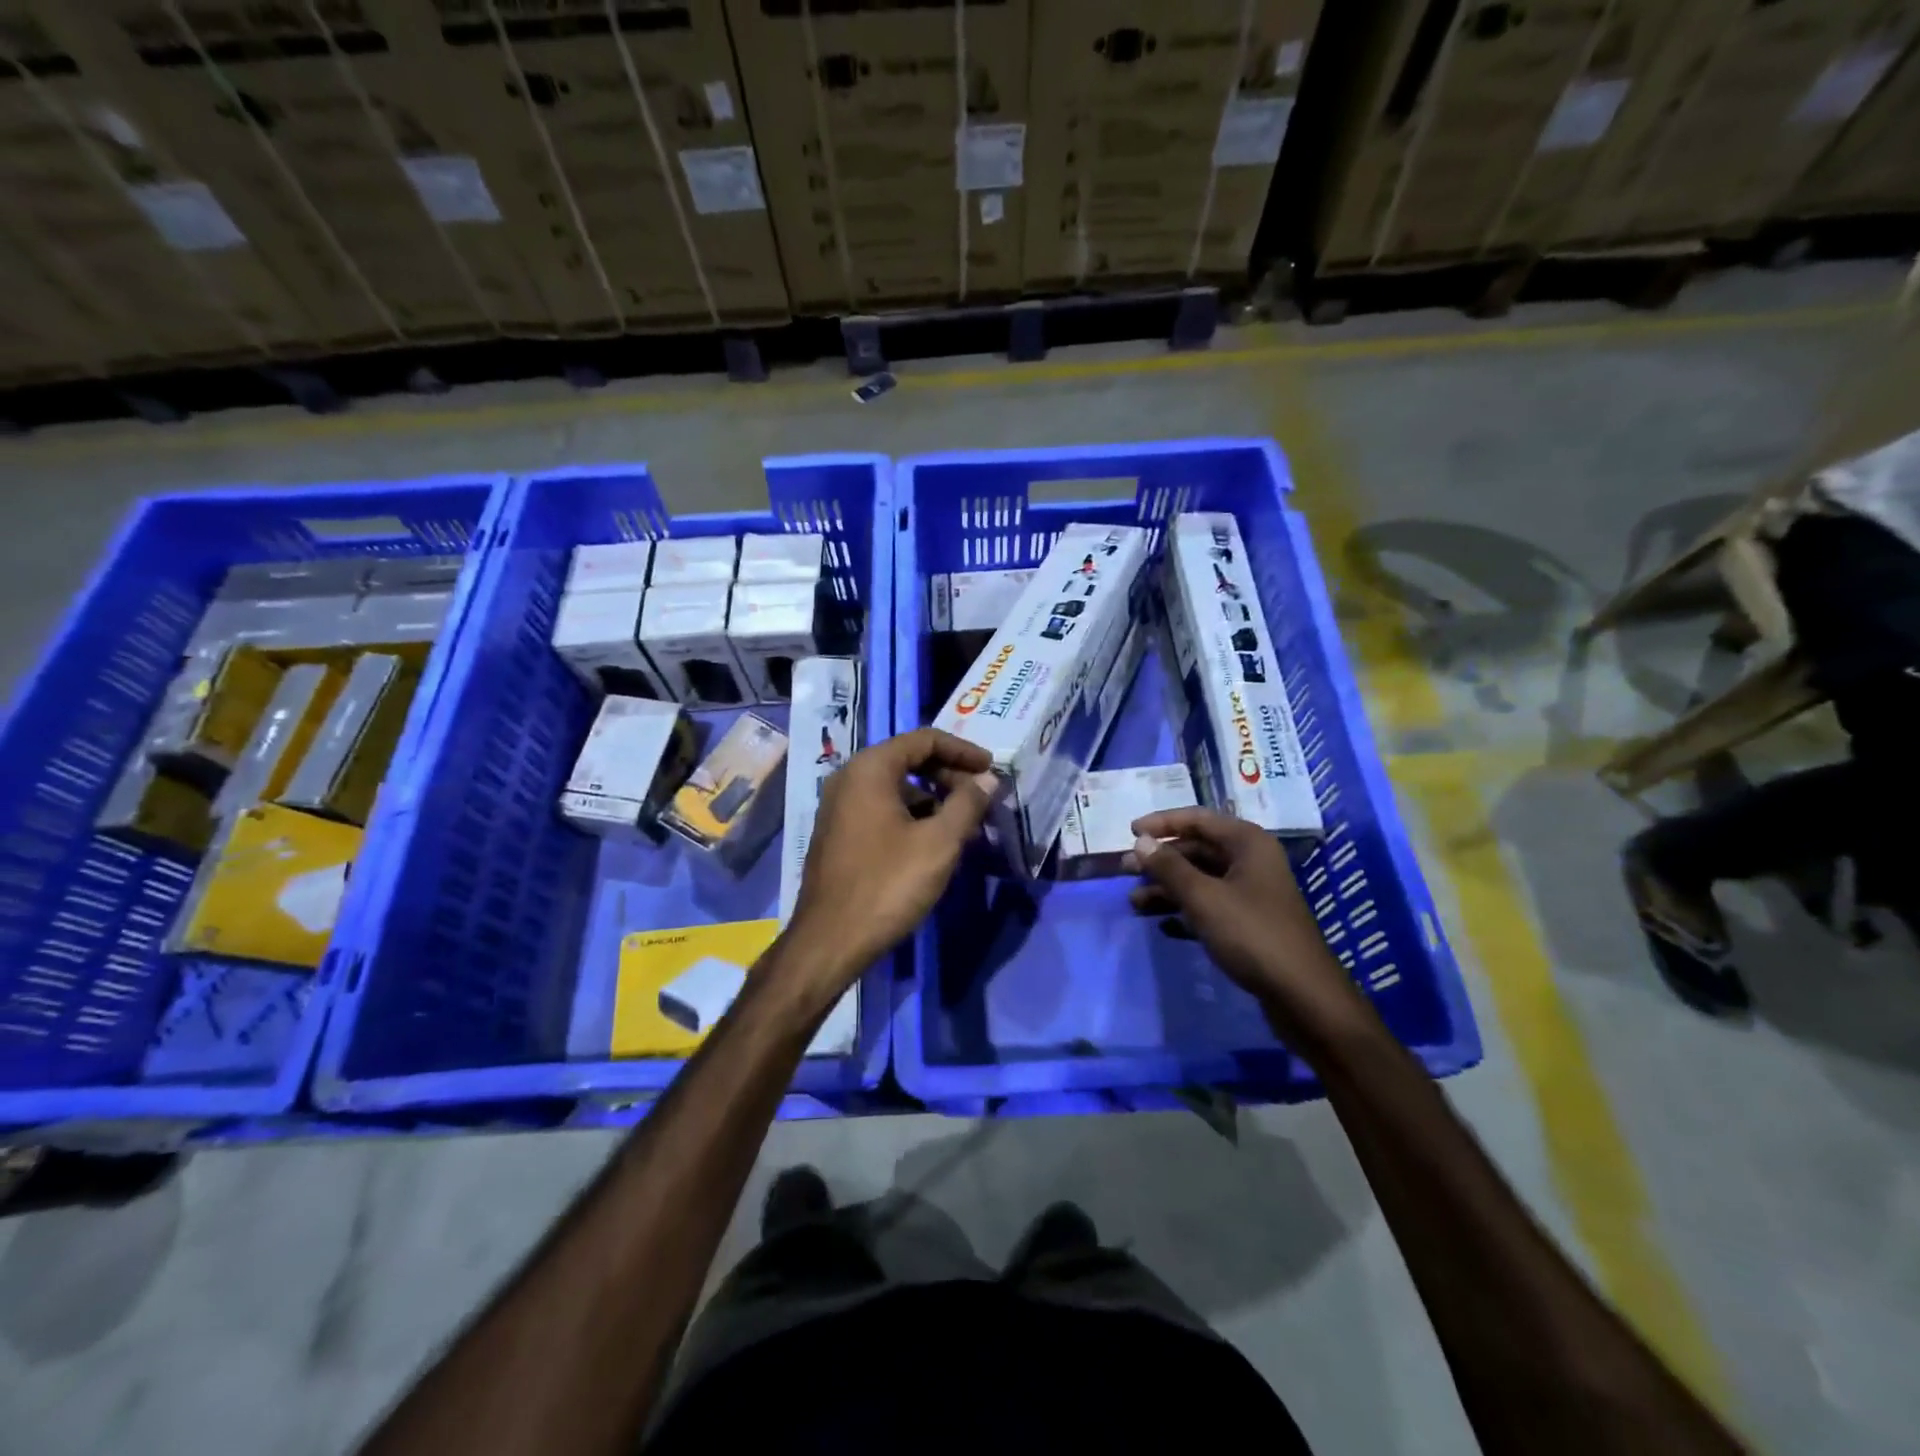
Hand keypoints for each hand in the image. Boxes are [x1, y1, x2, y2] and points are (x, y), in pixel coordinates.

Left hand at [786, 727, 995, 991]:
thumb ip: (967, 804)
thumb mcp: (939, 842)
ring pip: (896, 788)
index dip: (963, 750)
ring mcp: (839, 807)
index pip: (924, 739)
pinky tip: (933, 844)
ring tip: (963, 826)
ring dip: (933, 799)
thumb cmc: (887, 885)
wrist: (830, 941)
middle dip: (949, 776)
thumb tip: (987, 780)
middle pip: (908, 760)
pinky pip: (882, 810)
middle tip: (980, 799)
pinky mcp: (838, 834)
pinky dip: (912, 817)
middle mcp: (849, 778)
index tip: (991, 769)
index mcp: (870, 769)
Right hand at [1128, 807, 1373, 1054]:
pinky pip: (1209, 906)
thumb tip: (1140, 842)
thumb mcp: (1204, 898)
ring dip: (1167, 889)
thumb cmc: (1252, 935)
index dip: (1162, 823)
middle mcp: (1251, 861)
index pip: (1197, 819)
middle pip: (1197, 849)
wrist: (1303, 996)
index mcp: (1247, 843)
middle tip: (1125, 871)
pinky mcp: (1249, 923)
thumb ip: (1169, 868)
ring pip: (1200, 880)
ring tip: (1135, 904)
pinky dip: (1184, 912)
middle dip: (1160, 860)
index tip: (1129, 832)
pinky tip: (1162, 926)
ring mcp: (1251, 893)